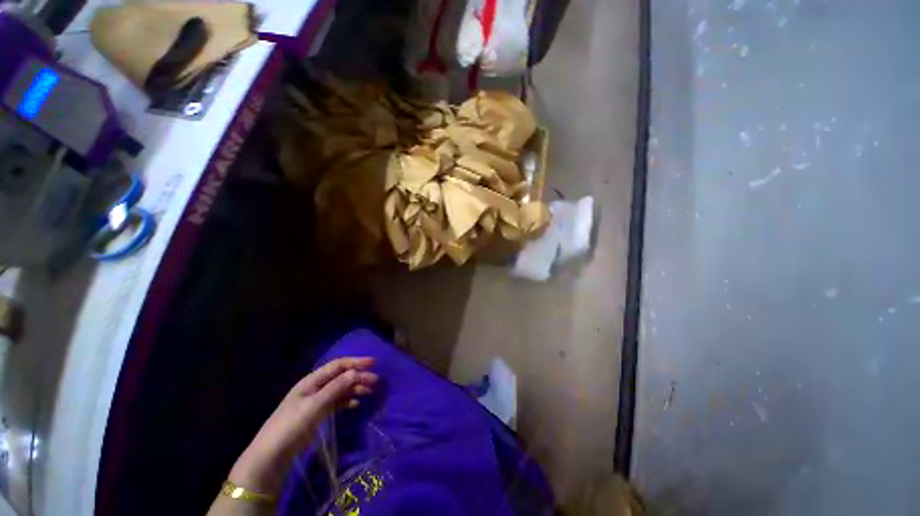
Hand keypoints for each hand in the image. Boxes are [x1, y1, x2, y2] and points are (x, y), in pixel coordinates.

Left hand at [229, 357, 377, 494]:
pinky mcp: (319, 413)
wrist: (273, 455)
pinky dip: (348, 401)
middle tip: (375, 381)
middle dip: (359, 377)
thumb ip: (336, 388)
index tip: (373, 363)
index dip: (356, 362)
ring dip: (355, 389)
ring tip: (369, 392)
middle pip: (341, 377)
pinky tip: (356, 404)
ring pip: (341, 389)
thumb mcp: (315, 405)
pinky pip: (338, 402)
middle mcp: (316, 387)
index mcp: (312, 380)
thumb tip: (356, 372)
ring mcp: (317, 400)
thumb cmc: (292, 425)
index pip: (338, 365)